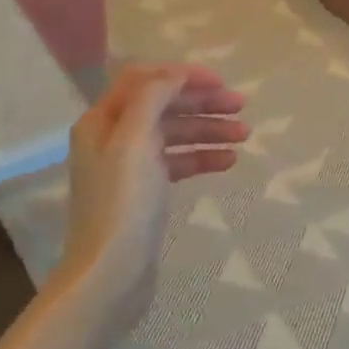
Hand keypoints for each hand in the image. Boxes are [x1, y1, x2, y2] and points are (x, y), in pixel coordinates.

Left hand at [60, 63, 246, 330]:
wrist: (111, 274)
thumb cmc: (123, 203)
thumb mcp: (135, 141)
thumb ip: (153, 98)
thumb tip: (174, 74)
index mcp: (103, 121)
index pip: (144, 81)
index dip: (182, 76)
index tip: (221, 83)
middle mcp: (113, 138)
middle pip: (163, 106)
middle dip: (202, 103)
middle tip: (242, 107)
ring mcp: (130, 167)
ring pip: (174, 135)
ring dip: (208, 130)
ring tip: (244, 135)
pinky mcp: (146, 193)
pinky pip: (178, 163)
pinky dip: (202, 157)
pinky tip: (229, 161)